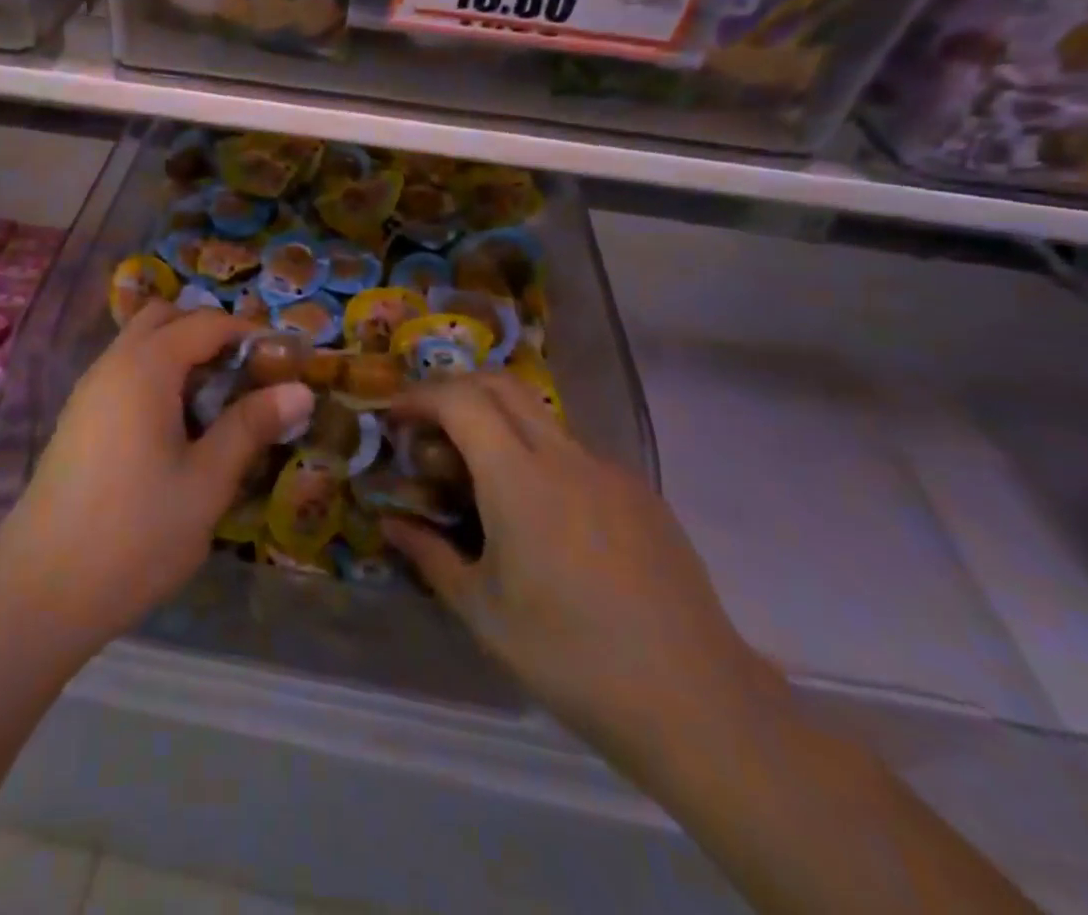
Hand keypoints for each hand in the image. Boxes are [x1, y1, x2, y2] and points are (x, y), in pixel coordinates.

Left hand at [0, 302, 312, 656]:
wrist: (41, 590)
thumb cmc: (136, 532)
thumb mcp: (207, 481)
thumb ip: (251, 426)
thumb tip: (301, 390)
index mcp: (146, 368)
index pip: (206, 323)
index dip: (249, 334)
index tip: (284, 363)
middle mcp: (112, 364)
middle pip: (164, 318)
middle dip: (209, 333)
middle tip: (245, 375)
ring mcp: (89, 391)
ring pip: (140, 345)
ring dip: (181, 355)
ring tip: (217, 405)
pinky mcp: (78, 419)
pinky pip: (124, 373)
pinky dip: (157, 378)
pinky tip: (177, 429)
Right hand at [383, 374, 782, 765]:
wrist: (696, 702)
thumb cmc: (571, 657)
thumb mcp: (483, 612)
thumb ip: (429, 555)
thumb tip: (391, 524)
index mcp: (519, 479)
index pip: (460, 400)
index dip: (420, 397)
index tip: (395, 417)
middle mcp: (564, 456)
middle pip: (501, 384)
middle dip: (455, 389)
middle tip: (429, 428)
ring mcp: (609, 470)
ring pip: (539, 416)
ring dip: (497, 423)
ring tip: (479, 476)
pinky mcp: (640, 493)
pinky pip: (575, 453)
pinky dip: (538, 457)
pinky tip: (540, 517)